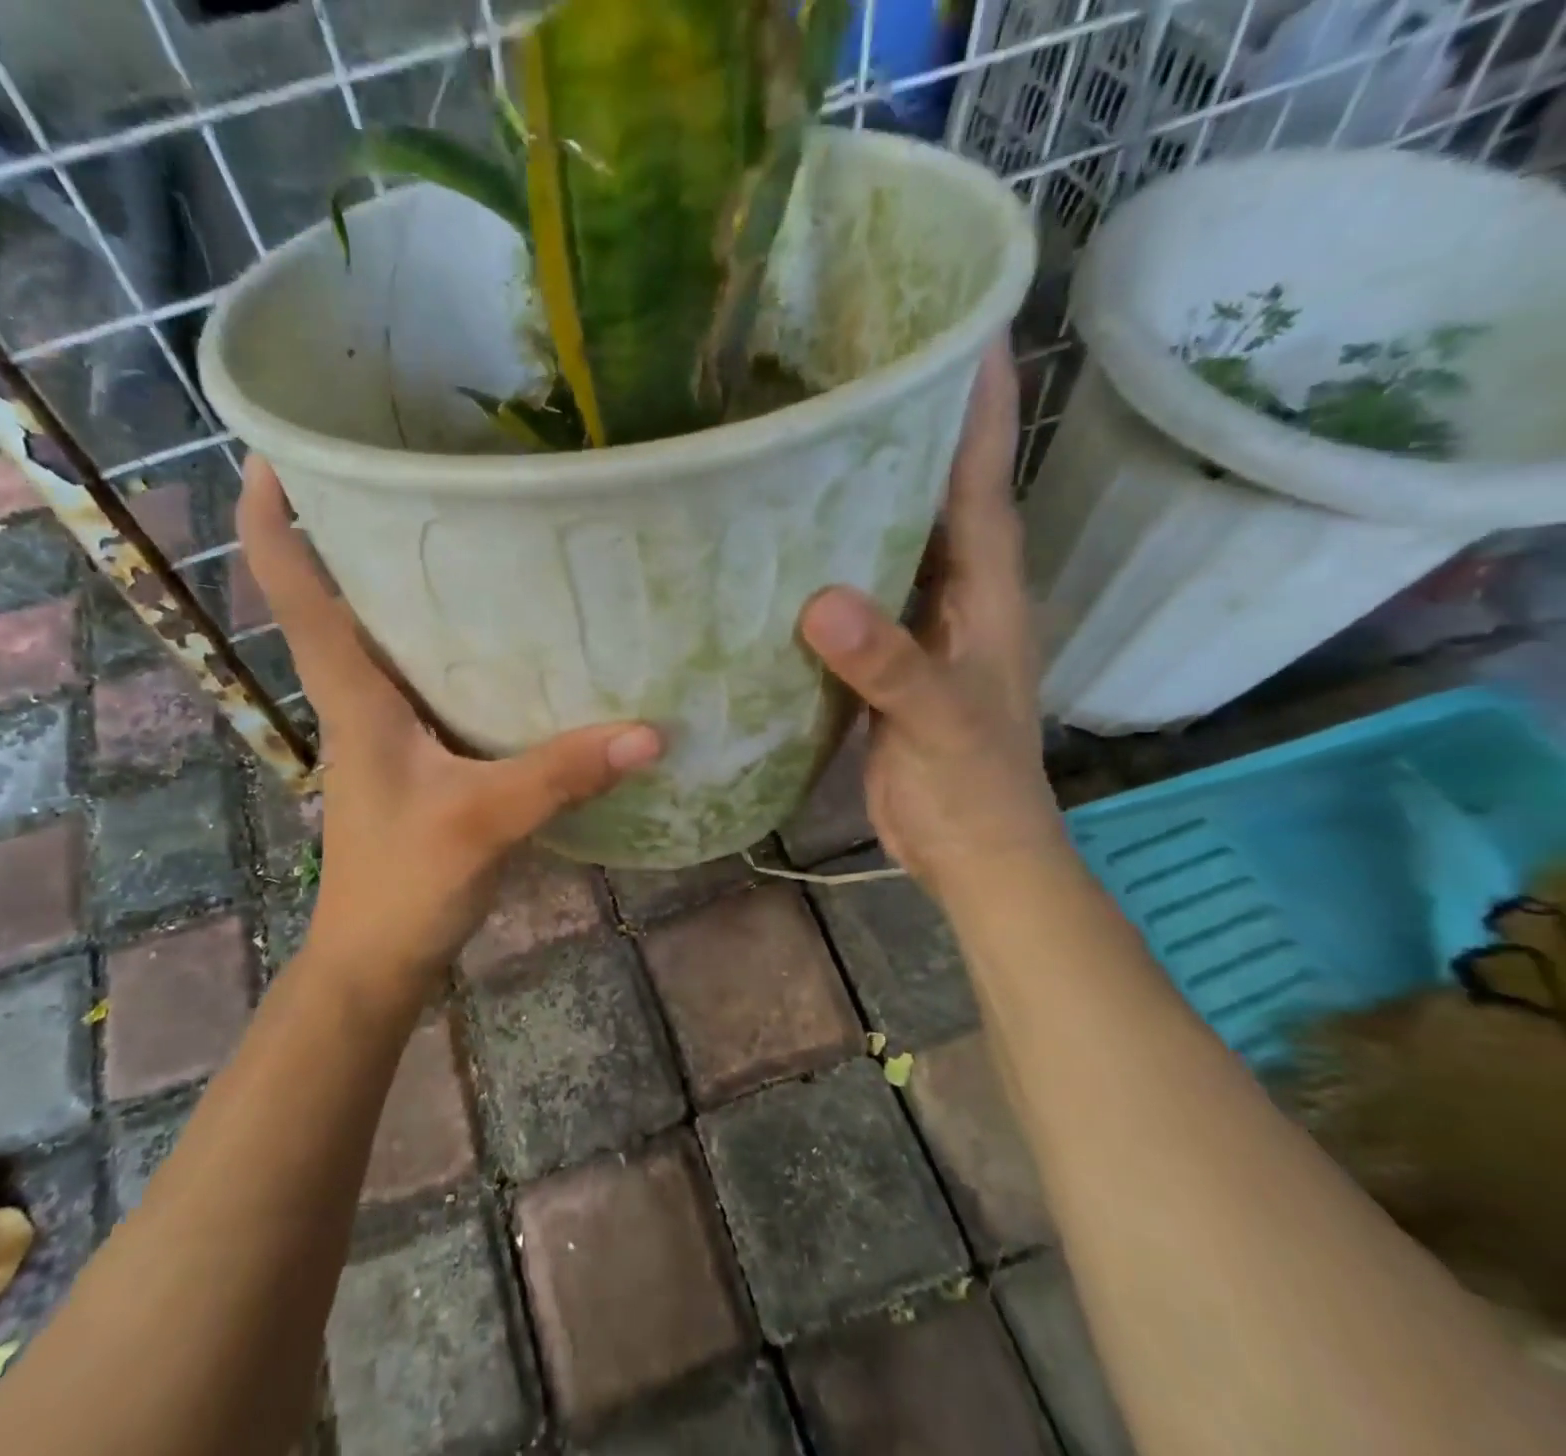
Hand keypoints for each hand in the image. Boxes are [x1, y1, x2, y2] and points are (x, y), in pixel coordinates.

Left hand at [236, 456, 661, 1005]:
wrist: (377, 959)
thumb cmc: (402, 885)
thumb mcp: (484, 822)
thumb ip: (561, 774)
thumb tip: (651, 732)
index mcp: (352, 694)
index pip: (294, 591)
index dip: (273, 519)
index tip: (280, 450)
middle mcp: (360, 696)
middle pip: (343, 595)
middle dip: (363, 530)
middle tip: (419, 469)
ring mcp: (387, 725)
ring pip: (390, 635)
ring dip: (412, 586)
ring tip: (472, 529)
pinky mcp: (416, 752)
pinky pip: (430, 677)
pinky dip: (456, 645)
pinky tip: (511, 636)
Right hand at [798, 339, 1062, 892]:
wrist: (972, 852)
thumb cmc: (973, 786)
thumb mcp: (938, 720)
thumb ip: (888, 663)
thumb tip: (820, 602)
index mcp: (984, 590)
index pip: (981, 480)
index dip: (977, 404)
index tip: (959, 326)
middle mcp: (953, 594)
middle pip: (932, 496)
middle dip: (906, 432)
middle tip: (852, 373)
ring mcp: (916, 628)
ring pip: (888, 545)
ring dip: (859, 499)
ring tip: (805, 445)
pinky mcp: (882, 662)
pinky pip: (854, 598)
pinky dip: (826, 569)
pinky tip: (782, 551)